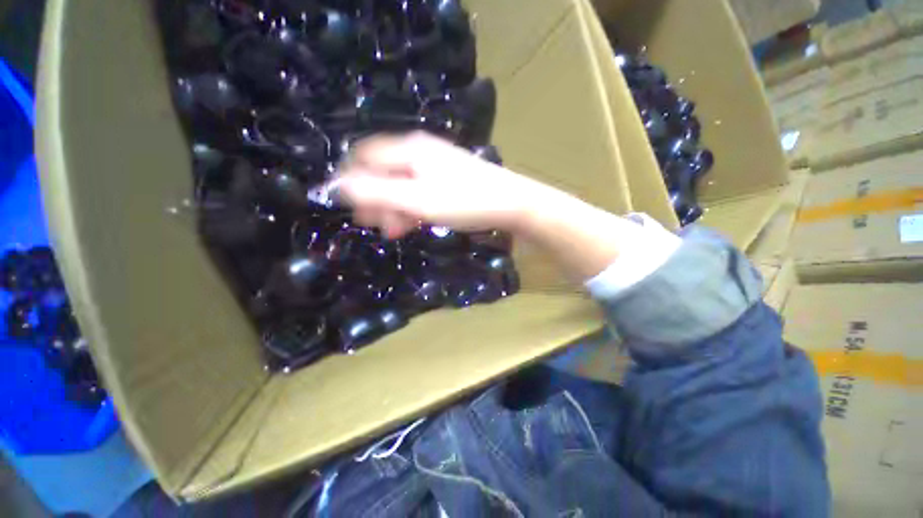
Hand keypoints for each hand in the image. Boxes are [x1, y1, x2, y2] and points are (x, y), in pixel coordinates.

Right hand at [337, 132, 542, 238]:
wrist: (510, 204)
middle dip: (375, 200)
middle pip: (383, 172)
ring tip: (395, 231)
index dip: (351, 180)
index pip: (364, 157)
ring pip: (401, 185)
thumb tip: (337, 187)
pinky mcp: (446, 180)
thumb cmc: (464, 201)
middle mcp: (418, 152)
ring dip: (394, 208)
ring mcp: (434, 166)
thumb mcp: (417, 201)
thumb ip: (377, 194)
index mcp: (407, 150)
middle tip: (376, 226)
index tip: (349, 208)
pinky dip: (412, 208)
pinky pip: (419, 191)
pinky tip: (413, 223)